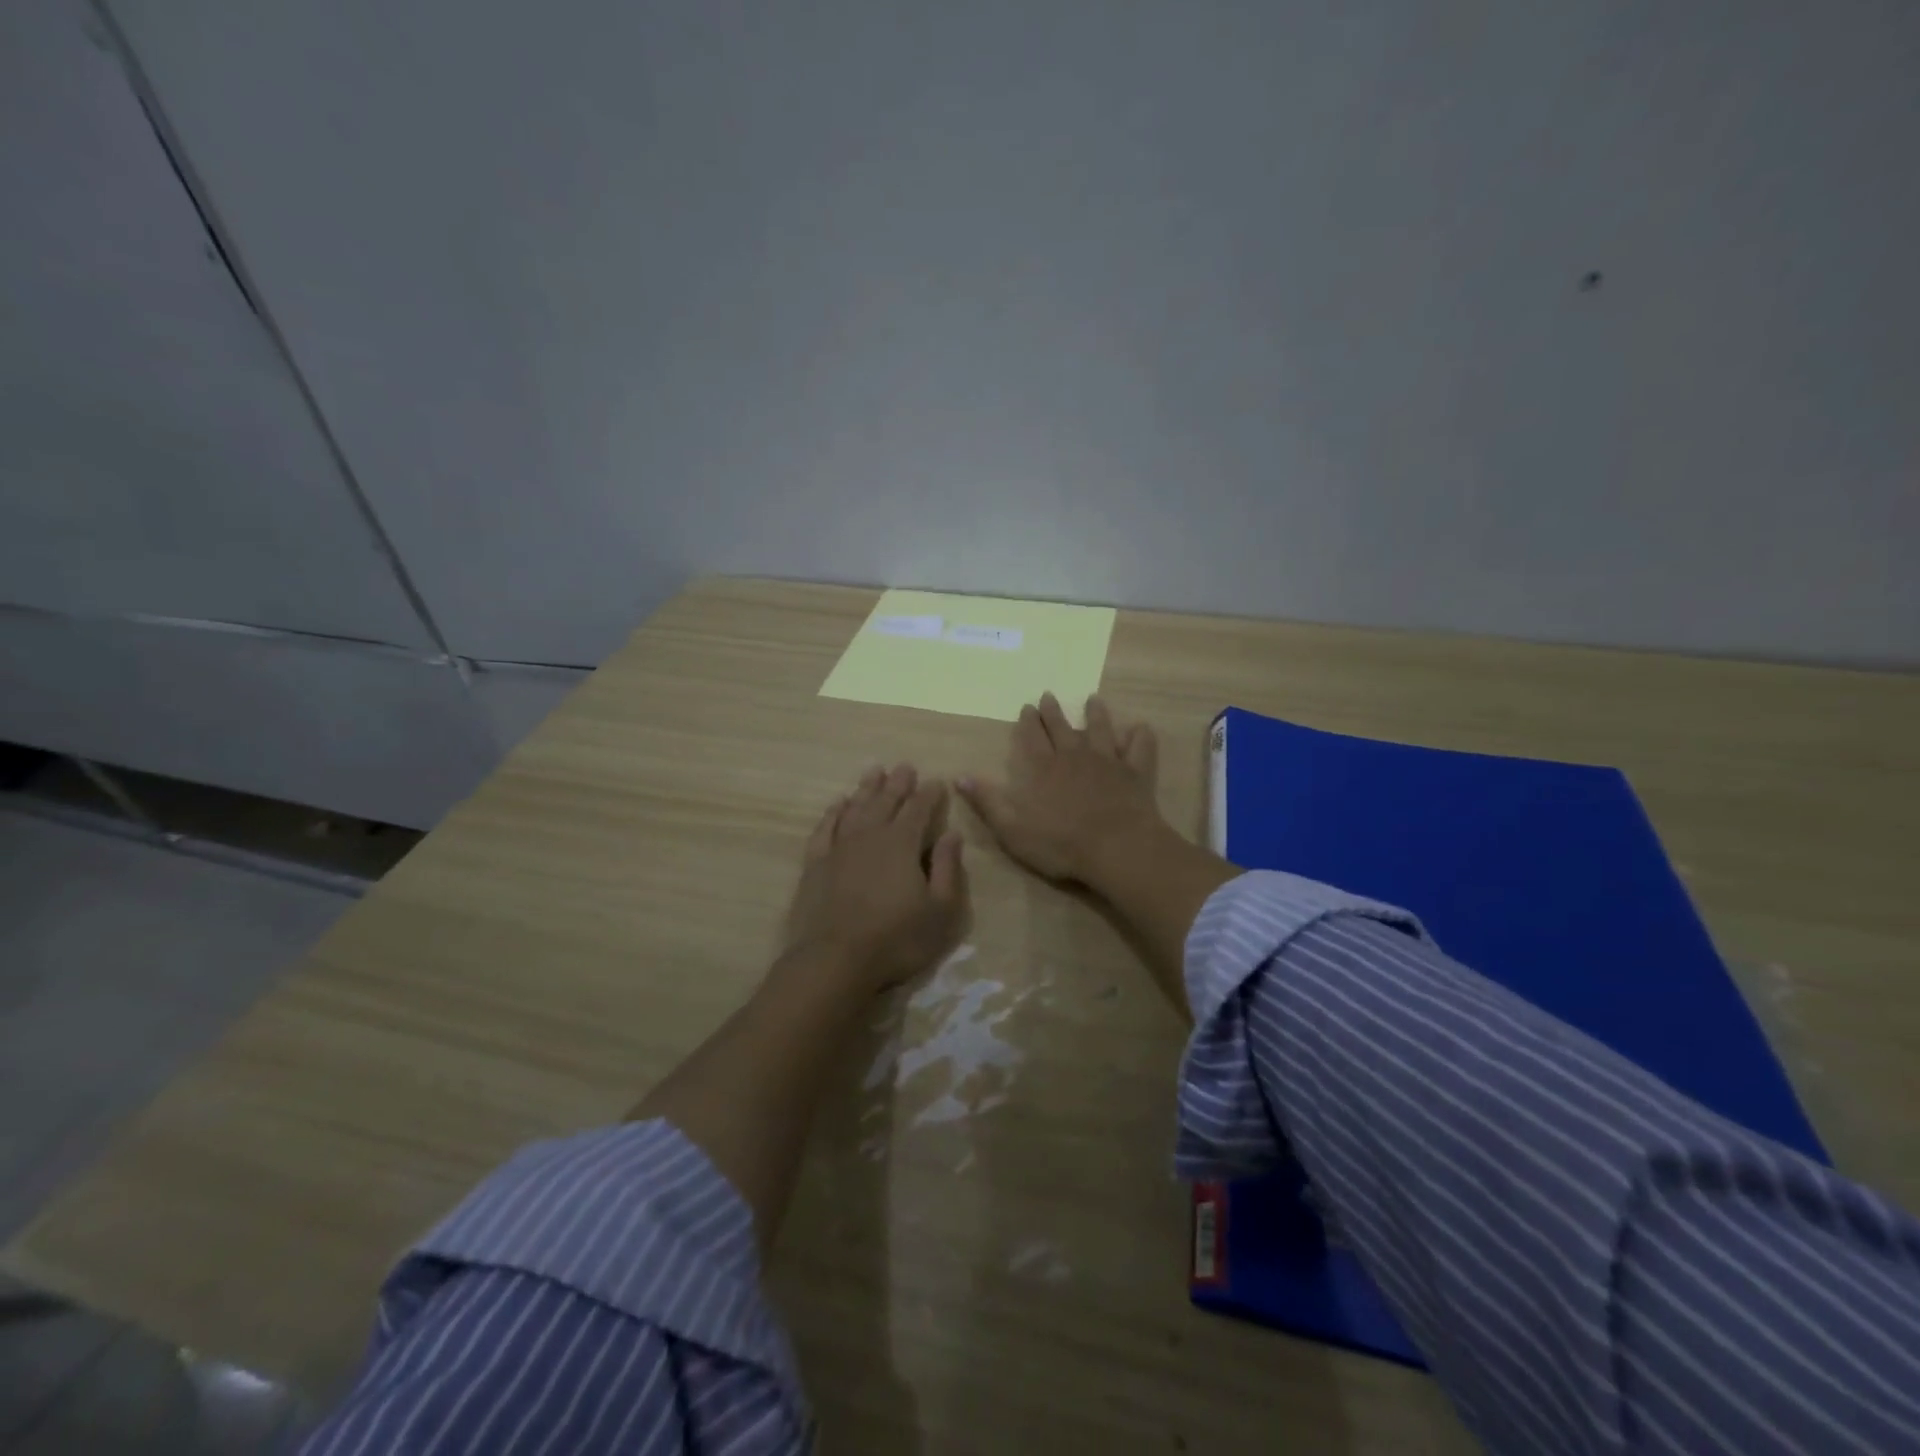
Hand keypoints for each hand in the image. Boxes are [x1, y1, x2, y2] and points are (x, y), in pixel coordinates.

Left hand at [781, 763, 968, 996]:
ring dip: (867, 788)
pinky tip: (838, 804)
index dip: (929, 794)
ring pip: (855, 807)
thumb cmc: (896, 939)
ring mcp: (839, 847)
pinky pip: (825, 828)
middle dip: (898, 783)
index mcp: (903, 843)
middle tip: (905, 766)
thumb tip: (952, 834)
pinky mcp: (815, 864)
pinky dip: (833, 812)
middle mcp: (871, 835)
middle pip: (886, 801)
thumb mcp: (940, 910)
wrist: (834, 960)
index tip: (936, 781)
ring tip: (875, 771)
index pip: (919, 809)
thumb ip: (948, 868)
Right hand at [958, 693, 1163, 884]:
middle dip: (1053, 712)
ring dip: (1096, 714)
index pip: (1032, 737)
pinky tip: (1141, 727)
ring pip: (1100, 730)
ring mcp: (1107, 761)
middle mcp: (1073, 756)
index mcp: (1042, 768)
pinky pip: (1140, 748)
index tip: (1027, 707)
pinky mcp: (1135, 772)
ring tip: (1093, 700)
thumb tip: (959, 776)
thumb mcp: (1011, 828)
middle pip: (1061, 728)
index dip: (1028, 722)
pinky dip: (1140, 736)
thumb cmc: (1060, 843)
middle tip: (1049, 696)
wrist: (1116, 848)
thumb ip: (987, 800)